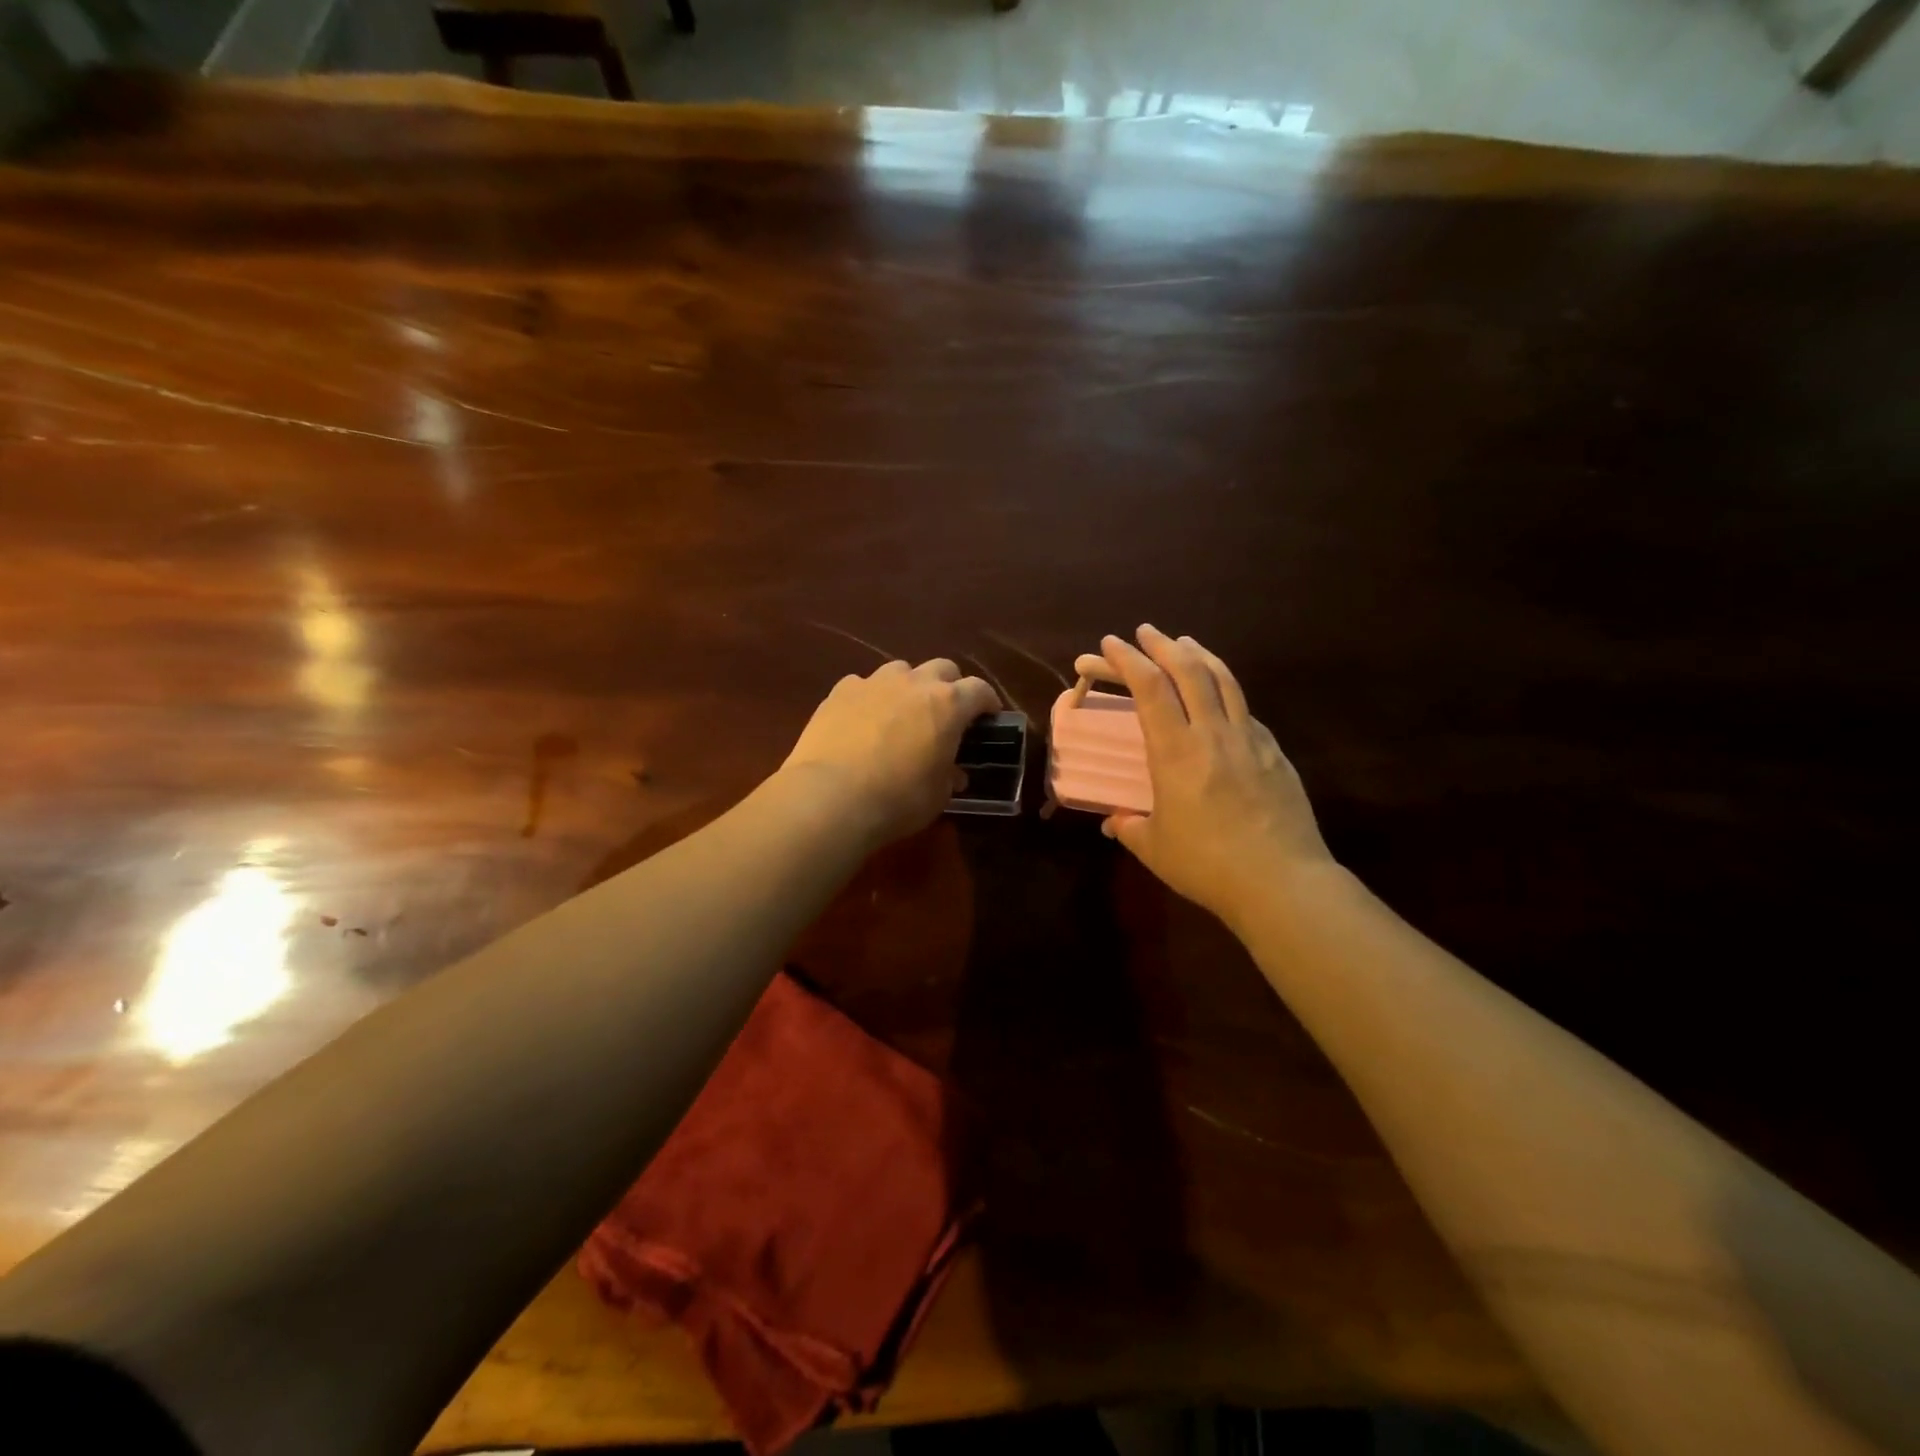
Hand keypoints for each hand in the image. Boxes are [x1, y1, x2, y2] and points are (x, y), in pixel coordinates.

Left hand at [782, 659, 1000, 848]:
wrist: (831, 796)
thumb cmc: (898, 799)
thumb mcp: (938, 796)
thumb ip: (949, 776)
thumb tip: (954, 773)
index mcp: (948, 704)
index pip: (980, 690)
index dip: (988, 702)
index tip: (989, 716)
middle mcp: (914, 683)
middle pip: (943, 668)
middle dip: (950, 686)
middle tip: (946, 713)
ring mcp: (874, 682)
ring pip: (901, 670)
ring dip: (908, 687)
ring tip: (902, 713)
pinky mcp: (840, 691)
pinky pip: (863, 685)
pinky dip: (870, 698)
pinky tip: (862, 720)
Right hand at [1074, 625, 1332, 926]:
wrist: (1282, 882)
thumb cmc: (1207, 866)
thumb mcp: (1154, 848)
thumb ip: (1129, 828)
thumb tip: (1114, 822)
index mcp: (1176, 752)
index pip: (1149, 689)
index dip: (1127, 660)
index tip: (1111, 643)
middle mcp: (1213, 734)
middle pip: (1189, 671)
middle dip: (1162, 645)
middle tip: (1145, 632)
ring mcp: (1250, 740)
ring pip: (1224, 680)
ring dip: (1200, 655)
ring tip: (1185, 644)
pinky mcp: (1274, 754)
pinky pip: (1245, 710)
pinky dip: (1226, 692)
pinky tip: (1221, 700)